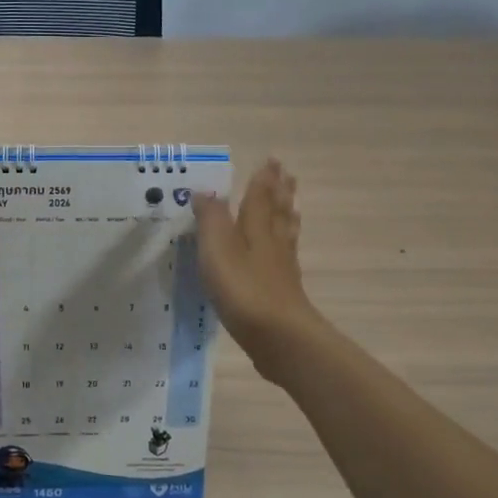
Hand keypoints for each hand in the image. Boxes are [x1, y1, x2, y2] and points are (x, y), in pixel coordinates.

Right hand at [191, 159, 324, 383]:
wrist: (279, 336)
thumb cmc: (243, 289)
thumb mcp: (217, 250)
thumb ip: (211, 219)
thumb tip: (206, 191)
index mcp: (255, 228)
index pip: (259, 196)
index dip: (263, 179)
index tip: (271, 160)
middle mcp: (272, 243)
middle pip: (277, 211)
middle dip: (279, 192)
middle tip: (286, 174)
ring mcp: (281, 268)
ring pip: (285, 233)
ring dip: (287, 214)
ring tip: (292, 202)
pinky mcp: (284, 291)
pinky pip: (286, 257)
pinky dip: (286, 245)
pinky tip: (285, 252)